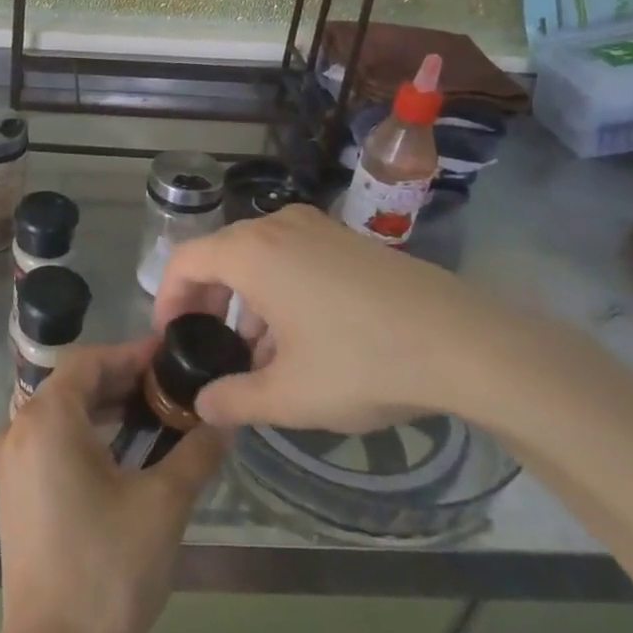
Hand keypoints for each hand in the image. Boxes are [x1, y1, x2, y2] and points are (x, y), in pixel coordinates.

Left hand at [0, 340, 227, 632]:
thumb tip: (225, 420)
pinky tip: (121, 449)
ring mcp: (10, 460)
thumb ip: (196, 452)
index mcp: (47, 418)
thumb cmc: (108, 569)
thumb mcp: (163, 504)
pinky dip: (85, 432)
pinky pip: (49, 439)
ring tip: (153, 412)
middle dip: (122, 380)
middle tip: (170, 386)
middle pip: (73, 383)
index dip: (132, 353)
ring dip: (104, 406)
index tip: (171, 356)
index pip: (90, 360)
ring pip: (60, 411)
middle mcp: (18, 427)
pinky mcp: (12, 489)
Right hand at [151, 204, 521, 434]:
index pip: (185, 261)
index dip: (168, 299)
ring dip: (246, 301)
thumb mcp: (289, 396)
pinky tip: (302, 338)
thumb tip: (203, 405)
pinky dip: (279, 290)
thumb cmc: (362, 362)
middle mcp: (278, 227)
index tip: (171, 338)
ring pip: (258, 257)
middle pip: (220, 255)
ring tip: (259, 355)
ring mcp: (318, 228)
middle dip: (207, 302)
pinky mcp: (349, 240)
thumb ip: (233, 400)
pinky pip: (293, 256)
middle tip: (210, 347)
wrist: (464, 342)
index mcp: (252, 253)